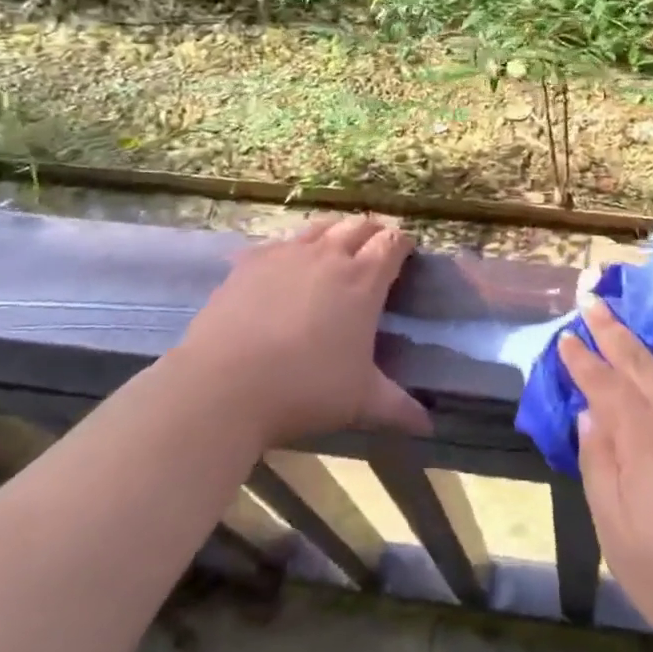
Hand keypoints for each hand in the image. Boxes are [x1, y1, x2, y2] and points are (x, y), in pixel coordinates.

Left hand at [170, 216, 431, 449]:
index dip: (403, 244)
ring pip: (321, 226)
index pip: (392, 242)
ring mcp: (286, 254)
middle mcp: (329, 256)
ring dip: (336, 232)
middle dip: (373, 233)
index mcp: (363, 280)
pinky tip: (285, 267)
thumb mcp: (359, 401)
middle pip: (359, 225)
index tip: (406, 256)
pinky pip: (279, 242)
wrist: (223, 386)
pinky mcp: (250, 262)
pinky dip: (292, 248)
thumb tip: (428, 426)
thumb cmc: (305, 389)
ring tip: (336, 250)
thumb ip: (398, 407)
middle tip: (375, 252)